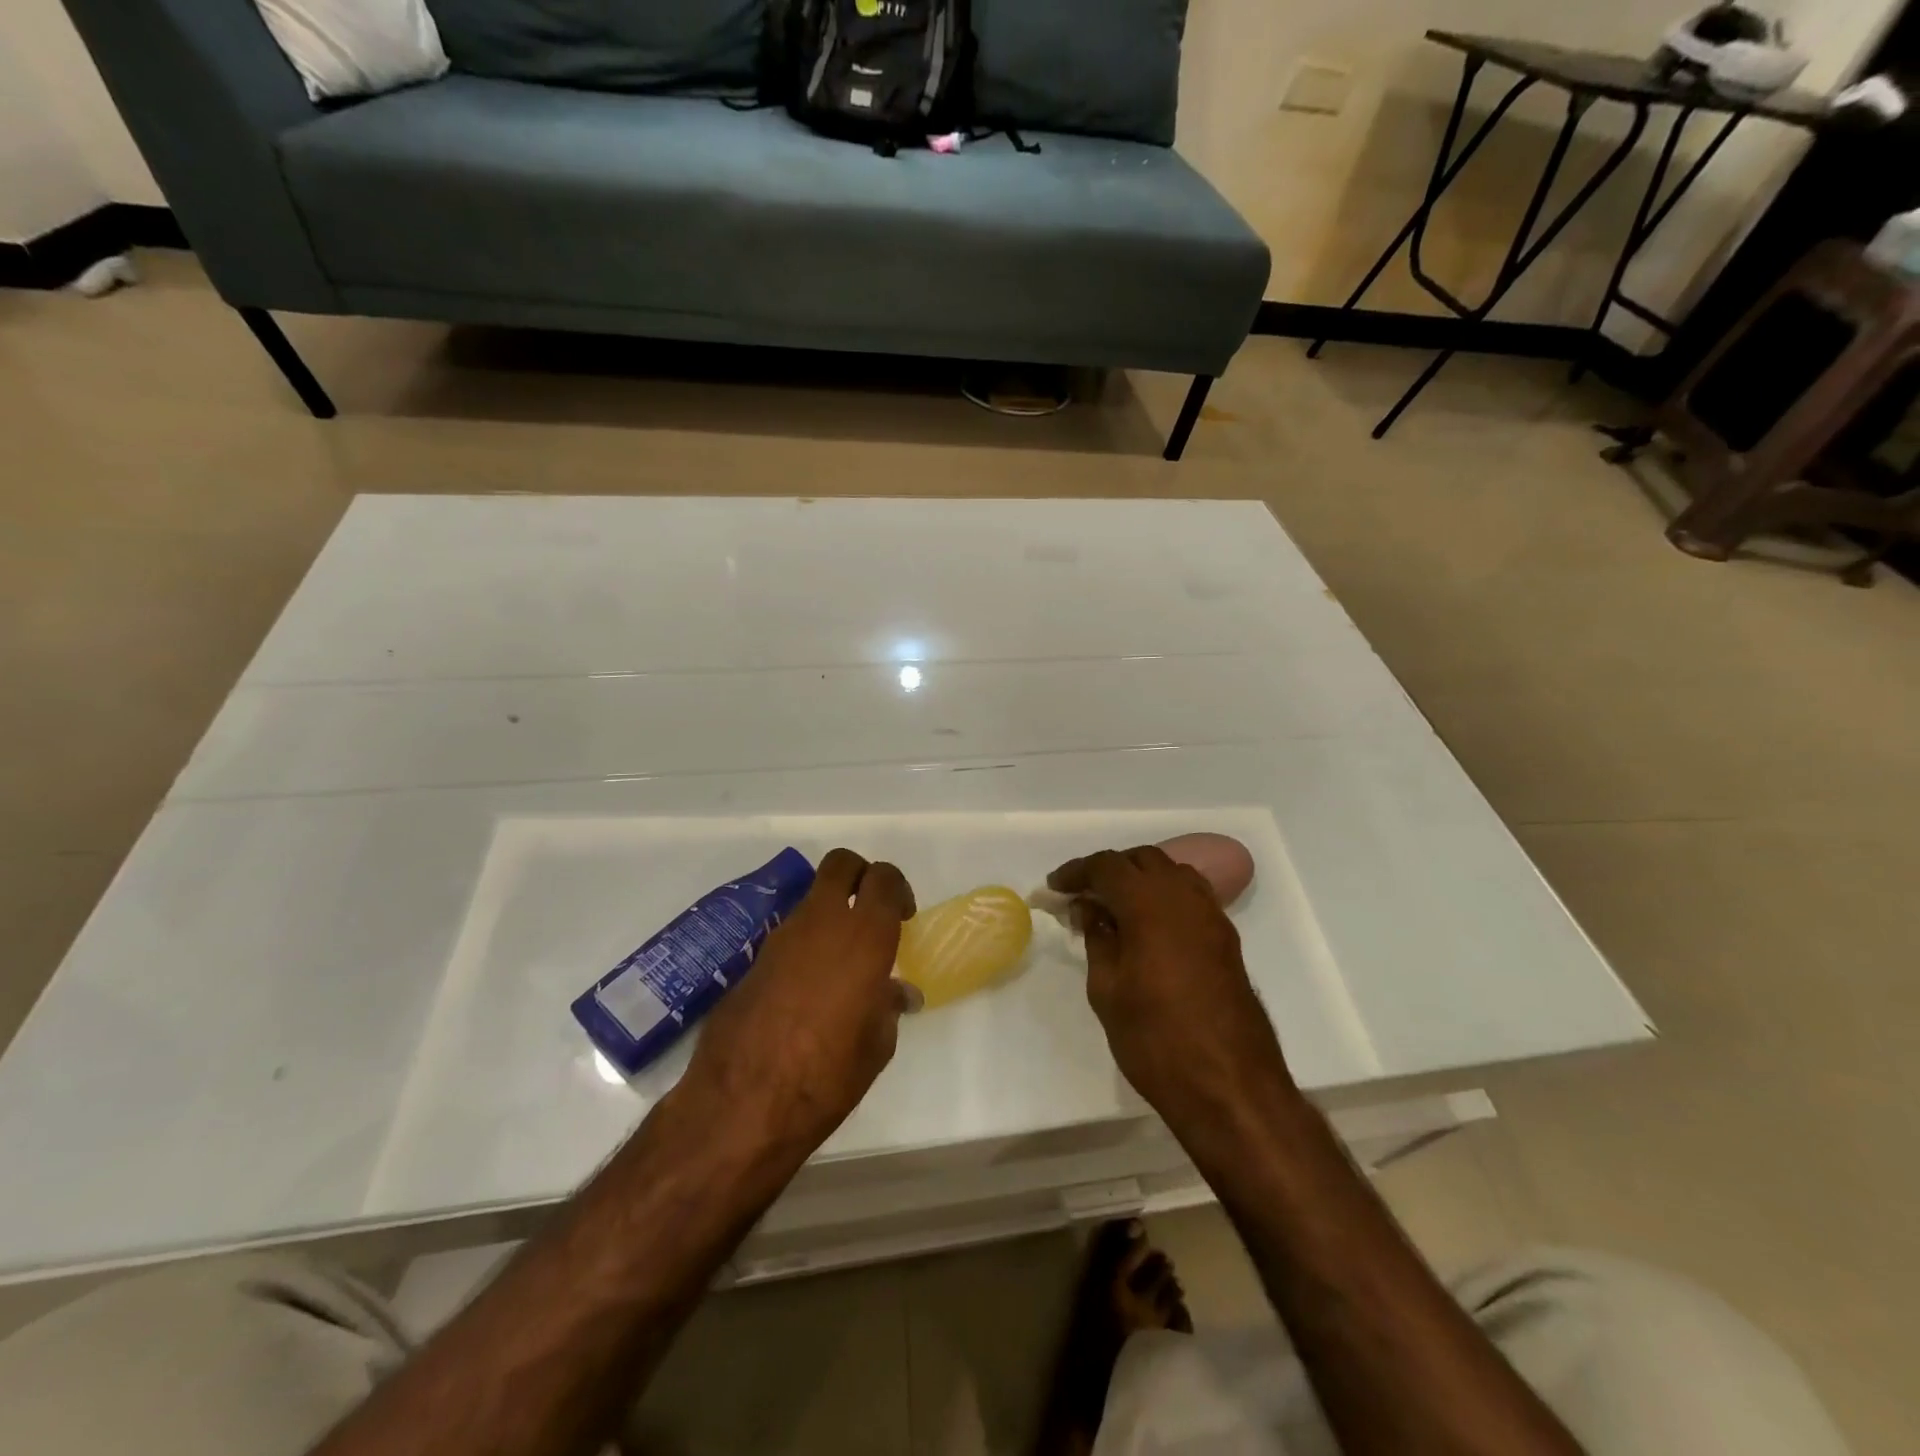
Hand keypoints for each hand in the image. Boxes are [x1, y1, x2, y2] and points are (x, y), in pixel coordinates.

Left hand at [681, 849, 915, 1162]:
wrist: (741, 1105)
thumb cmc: (827, 1076)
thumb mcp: (875, 1046)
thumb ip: (887, 1007)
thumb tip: (898, 994)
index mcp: (863, 936)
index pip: (883, 878)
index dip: (897, 888)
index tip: (903, 917)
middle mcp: (821, 922)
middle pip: (841, 864)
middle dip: (860, 875)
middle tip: (871, 912)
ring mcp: (781, 937)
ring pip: (812, 898)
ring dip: (830, 913)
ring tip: (841, 962)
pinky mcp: (753, 960)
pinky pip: (789, 934)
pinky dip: (805, 944)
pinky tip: (808, 989)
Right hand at [1048, 846, 1295, 1132]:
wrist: (1229, 1084)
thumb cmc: (1155, 1038)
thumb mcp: (1107, 989)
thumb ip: (1097, 938)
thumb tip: (1090, 908)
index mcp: (1149, 903)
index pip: (1107, 866)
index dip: (1077, 872)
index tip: (1054, 888)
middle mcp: (1184, 897)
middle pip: (1142, 860)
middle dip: (1109, 870)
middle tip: (1082, 897)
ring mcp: (1211, 915)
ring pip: (1171, 873)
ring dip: (1140, 879)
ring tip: (1115, 908)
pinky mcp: (1226, 938)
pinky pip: (1191, 896)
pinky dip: (1165, 896)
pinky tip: (1149, 926)